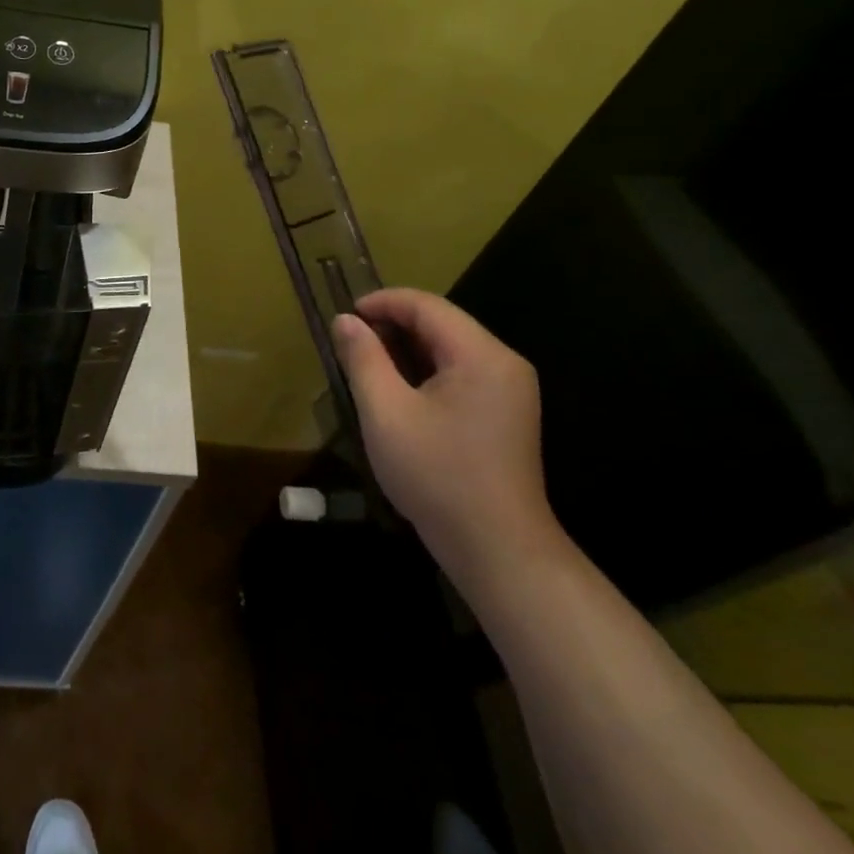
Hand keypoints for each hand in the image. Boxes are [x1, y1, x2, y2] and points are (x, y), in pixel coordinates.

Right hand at [331, 290, 562, 587]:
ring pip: (449, 348)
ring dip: (406, 350)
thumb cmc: (438, 477)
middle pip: (441, 323)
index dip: (381, 303)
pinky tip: (399, 393)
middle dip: (392, 326)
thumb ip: (363, 359)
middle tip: (350, 345)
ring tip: (367, 366)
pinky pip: (460, 373)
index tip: (344, 318)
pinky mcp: (506, 412)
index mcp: (481, 355)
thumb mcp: (386, 414)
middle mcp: (503, 362)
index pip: (427, 306)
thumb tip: (345, 320)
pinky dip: (425, 371)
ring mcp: (510, 389)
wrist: (497, 551)